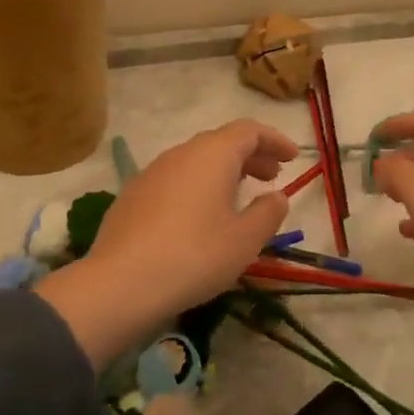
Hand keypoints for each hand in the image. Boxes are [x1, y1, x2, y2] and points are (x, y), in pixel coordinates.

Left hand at [36, 120, 297, 363]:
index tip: (293, 157)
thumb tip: (277, 196)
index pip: (249, 131)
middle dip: (251, 155)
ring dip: (224, 171)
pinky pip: (176, 179)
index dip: (274, 140)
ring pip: (197, 160)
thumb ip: (268, 213)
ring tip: (240, 196)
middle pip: (222, 142)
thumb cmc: (194, 256)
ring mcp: (153, 172)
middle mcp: (181, 153)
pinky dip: (198, 186)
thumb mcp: (244, 240)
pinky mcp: (133, 195)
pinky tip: (201, 216)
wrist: (120, 283)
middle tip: (272, 175)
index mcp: (212, 154)